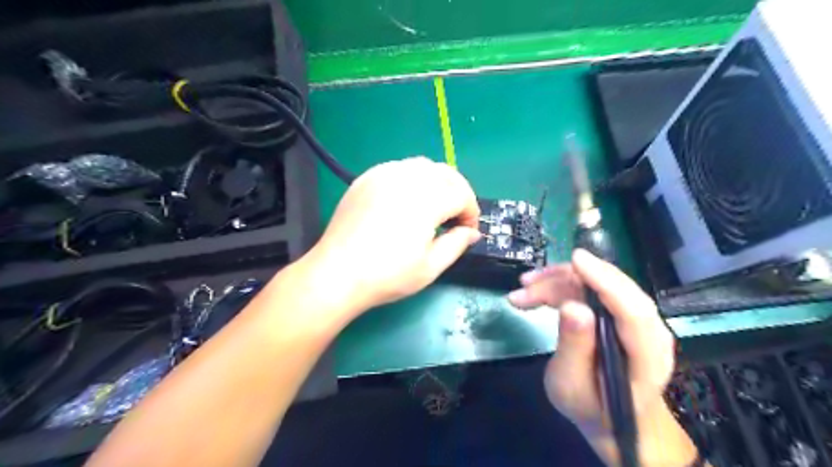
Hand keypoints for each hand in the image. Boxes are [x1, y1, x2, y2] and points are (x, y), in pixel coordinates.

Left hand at [305, 158, 477, 313]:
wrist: (337, 274)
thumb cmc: (387, 275)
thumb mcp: (431, 267)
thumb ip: (457, 244)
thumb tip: (472, 232)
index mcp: (426, 200)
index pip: (461, 195)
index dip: (471, 213)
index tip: (468, 231)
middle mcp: (406, 179)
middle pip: (445, 173)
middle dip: (458, 193)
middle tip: (456, 217)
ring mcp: (383, 175)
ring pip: (423, 166)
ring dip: (437, 183)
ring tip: (434, 207)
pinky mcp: (366, 178)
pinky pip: (399, 168)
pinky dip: (413, 179)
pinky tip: (407, 200)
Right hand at [508, 252, 695, 466]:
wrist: (608, 414)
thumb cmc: (590, 406)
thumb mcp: (572, 387)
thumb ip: (574, 348)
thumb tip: (572, 306)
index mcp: (647, 357)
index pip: (633, 311)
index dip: (605, 281)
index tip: (577, 260)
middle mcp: (647, 330)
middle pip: (611, 289)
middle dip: (566, 279)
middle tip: (526, 284)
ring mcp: (632, 318)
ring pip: (595, 284)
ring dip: (555, 283)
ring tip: (521, 293)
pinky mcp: (616, 312)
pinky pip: (588, 290)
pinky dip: (559, 288)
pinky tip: (533, 294)